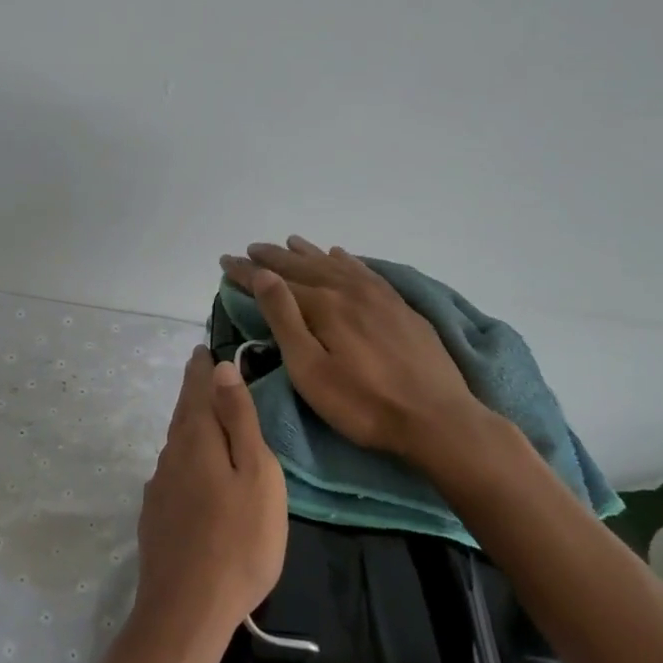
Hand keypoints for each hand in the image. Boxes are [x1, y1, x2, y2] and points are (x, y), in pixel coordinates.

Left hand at [132, 347, 288, 648]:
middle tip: (203, 374)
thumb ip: (238, 419)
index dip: (202, 368)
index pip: (196, 389)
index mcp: (196, 438)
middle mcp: (170, 455)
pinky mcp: (156, 516)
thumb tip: (222, 368)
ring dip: (190, 425)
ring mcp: (159, 488)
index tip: (204, 350)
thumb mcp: (256, 473)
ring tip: (205, 417)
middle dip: (194, 392)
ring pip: (177, 444)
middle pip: (183, 414)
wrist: (187, 611)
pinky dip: (187, 458)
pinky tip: (195, 472)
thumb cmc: (239, 540)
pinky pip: (174, 472)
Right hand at [221, 236, 515, 479]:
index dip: (247, 271)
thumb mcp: (310, 369)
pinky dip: (345, 260)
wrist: (437, 418)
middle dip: (273, 258)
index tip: (225, 260)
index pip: (275, 281)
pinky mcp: (399, 306)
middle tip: (251, 248)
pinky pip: (364, 270)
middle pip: (304, 267)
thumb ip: (285, 319)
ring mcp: (378, 296)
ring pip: (334, 264)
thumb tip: (264, 275)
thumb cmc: (363, 403)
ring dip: (307, 254)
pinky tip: (340, 256)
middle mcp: (348, 290)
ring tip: (289, 244)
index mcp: (323, 305)